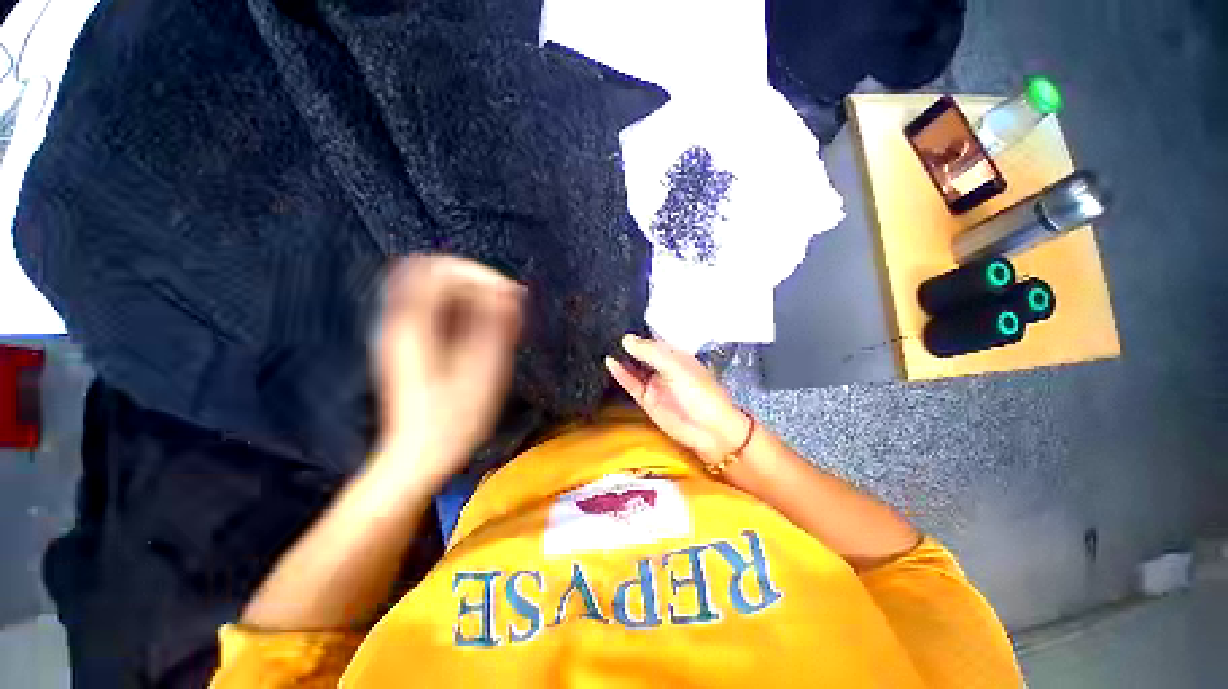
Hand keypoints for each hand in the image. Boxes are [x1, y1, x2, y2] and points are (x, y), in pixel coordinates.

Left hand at [373, 255, 524, 488]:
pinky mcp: (411, 346)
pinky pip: (437, 310)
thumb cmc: (453, 420)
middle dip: (474, 280)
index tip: (509, 293)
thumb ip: (494, 327)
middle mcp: (401, 322)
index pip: (439, 271)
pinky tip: (485, 331)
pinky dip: (464, 311)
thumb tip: (509, 292)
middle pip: (433, 273)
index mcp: (413, 327)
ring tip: (501, 318)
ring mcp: (402, 333)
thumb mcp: (483, 373)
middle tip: (506, 302)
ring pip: (435, 291)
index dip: (478, 274)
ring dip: (471, 295)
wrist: (418, 458)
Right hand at [605, 334, 751, 464]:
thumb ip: (650, 352)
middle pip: (642, 352)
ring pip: (634, 367)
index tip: (620, 319)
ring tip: (602, 343)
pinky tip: (609, 361)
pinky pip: (631, 384)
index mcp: (676, 355)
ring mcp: (655, 384)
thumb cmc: (699, 392)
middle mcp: (664, 367)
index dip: (639, 331)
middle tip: (605, 329)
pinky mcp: (646, 400)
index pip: (654, 339)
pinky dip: (620, 374)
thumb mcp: (675, 366)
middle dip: (628, 344)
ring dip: (622, 357)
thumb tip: (626, 339)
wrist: (709, 430)